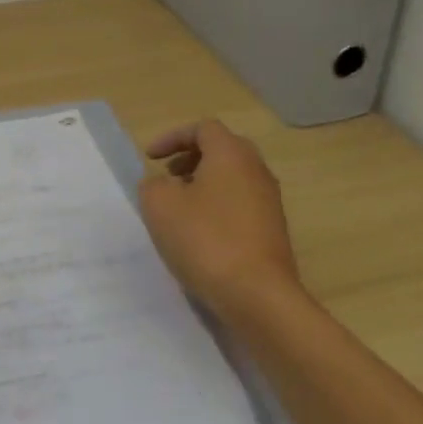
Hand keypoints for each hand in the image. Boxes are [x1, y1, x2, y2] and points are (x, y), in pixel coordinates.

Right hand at [139, 118, 301, 312]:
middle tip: (167, 176)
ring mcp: (269, 201)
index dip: (172, 137)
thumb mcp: (159, 205)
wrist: (257, 294)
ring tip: (180, 207)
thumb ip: (153, 184)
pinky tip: (200, 233)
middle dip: (191, 158)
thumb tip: (162, 185)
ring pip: (233, 177)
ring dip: (204, 183)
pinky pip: (241, 203)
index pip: (203, 128)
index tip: (150, 158)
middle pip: (222, 149)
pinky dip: (218, 205)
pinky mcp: (273, 229)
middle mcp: (256, 170)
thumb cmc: (205, 239)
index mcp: (231, 154)